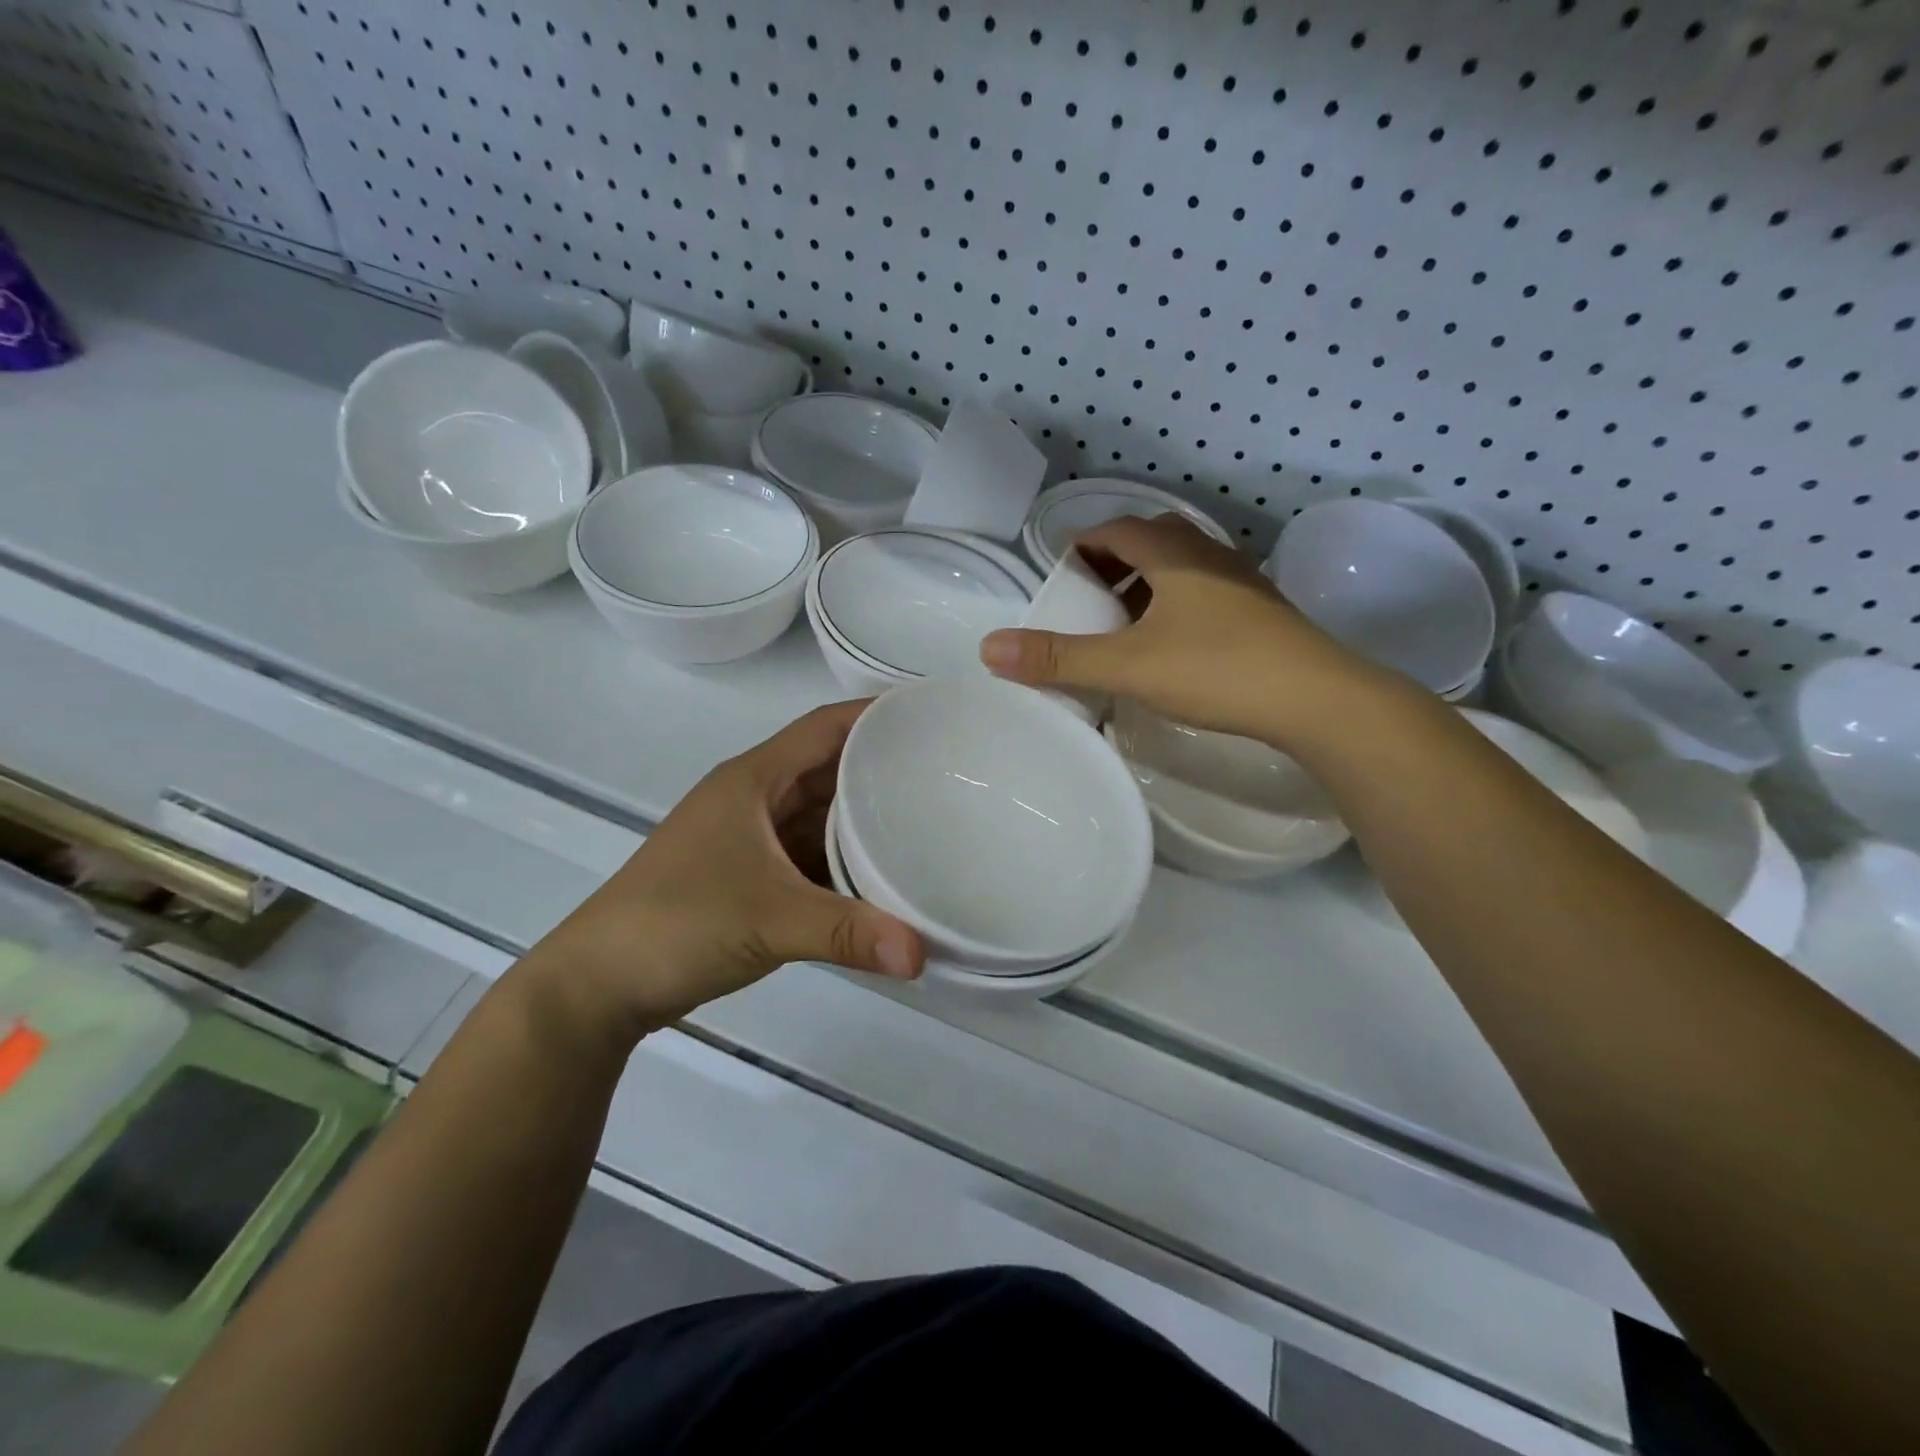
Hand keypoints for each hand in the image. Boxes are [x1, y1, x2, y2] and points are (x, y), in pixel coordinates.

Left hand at [521, 701, 922, 1047]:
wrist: (598, 984)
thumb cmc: (678, 923)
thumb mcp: (770, 920)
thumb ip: (849, 932)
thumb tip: (922, 955)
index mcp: (753, 780)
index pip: (825, 727)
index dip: (875, 715)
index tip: (931, 718)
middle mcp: (753, 799)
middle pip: (827, 769)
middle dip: (880, 770)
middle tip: (944, 777)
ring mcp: (748, 839)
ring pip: (818, 816)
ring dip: (862, 821)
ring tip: (924, 824)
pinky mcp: (748, 876)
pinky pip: (808, 855)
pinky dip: (842, 863)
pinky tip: (879, 879)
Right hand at [979, 514, 1386, 744]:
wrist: (1316, 699)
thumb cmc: (1216, 669)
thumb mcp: (1127, 666)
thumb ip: (1059, 658)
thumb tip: (988, 649)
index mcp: (1173, 552)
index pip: (1114, 529)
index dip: (1081, 545)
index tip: (1059, 573)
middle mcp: (1208, 554)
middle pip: (1148, 540)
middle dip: (1111, 563)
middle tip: (1086, 598)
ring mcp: (1240, 581)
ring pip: (1179, 566)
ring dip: (1144, 584)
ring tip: (1122, 623)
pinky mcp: (1259, 610)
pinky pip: (1203, 591)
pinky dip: (1173, 604)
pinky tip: (1170, 644)